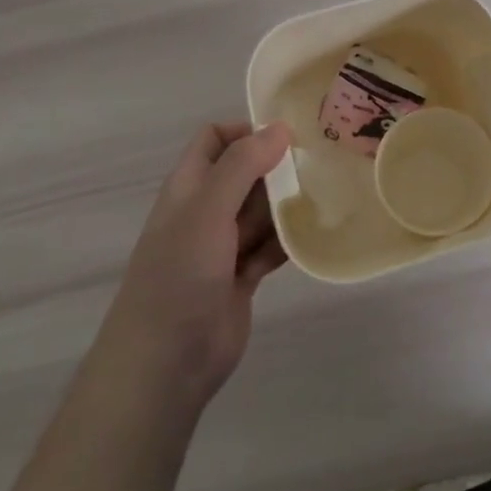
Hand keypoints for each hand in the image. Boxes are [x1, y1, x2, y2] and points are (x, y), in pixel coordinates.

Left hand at [102, 121, 293, 414]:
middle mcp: (206, 210)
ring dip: (287, 205)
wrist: (165, 364)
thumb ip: (242, 165)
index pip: (216, 138)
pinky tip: (313, 236)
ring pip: (262, 210)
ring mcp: (223, 245)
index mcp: (189, 187)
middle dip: (277, 167)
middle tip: (320, 164)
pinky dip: (288, 240)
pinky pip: (271, 246)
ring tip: (326, 196)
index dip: (246, 130)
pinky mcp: (241, 277)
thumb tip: (279, 127)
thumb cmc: (179, 275)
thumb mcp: (208, 210)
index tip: (288, 135)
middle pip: (246, 172)